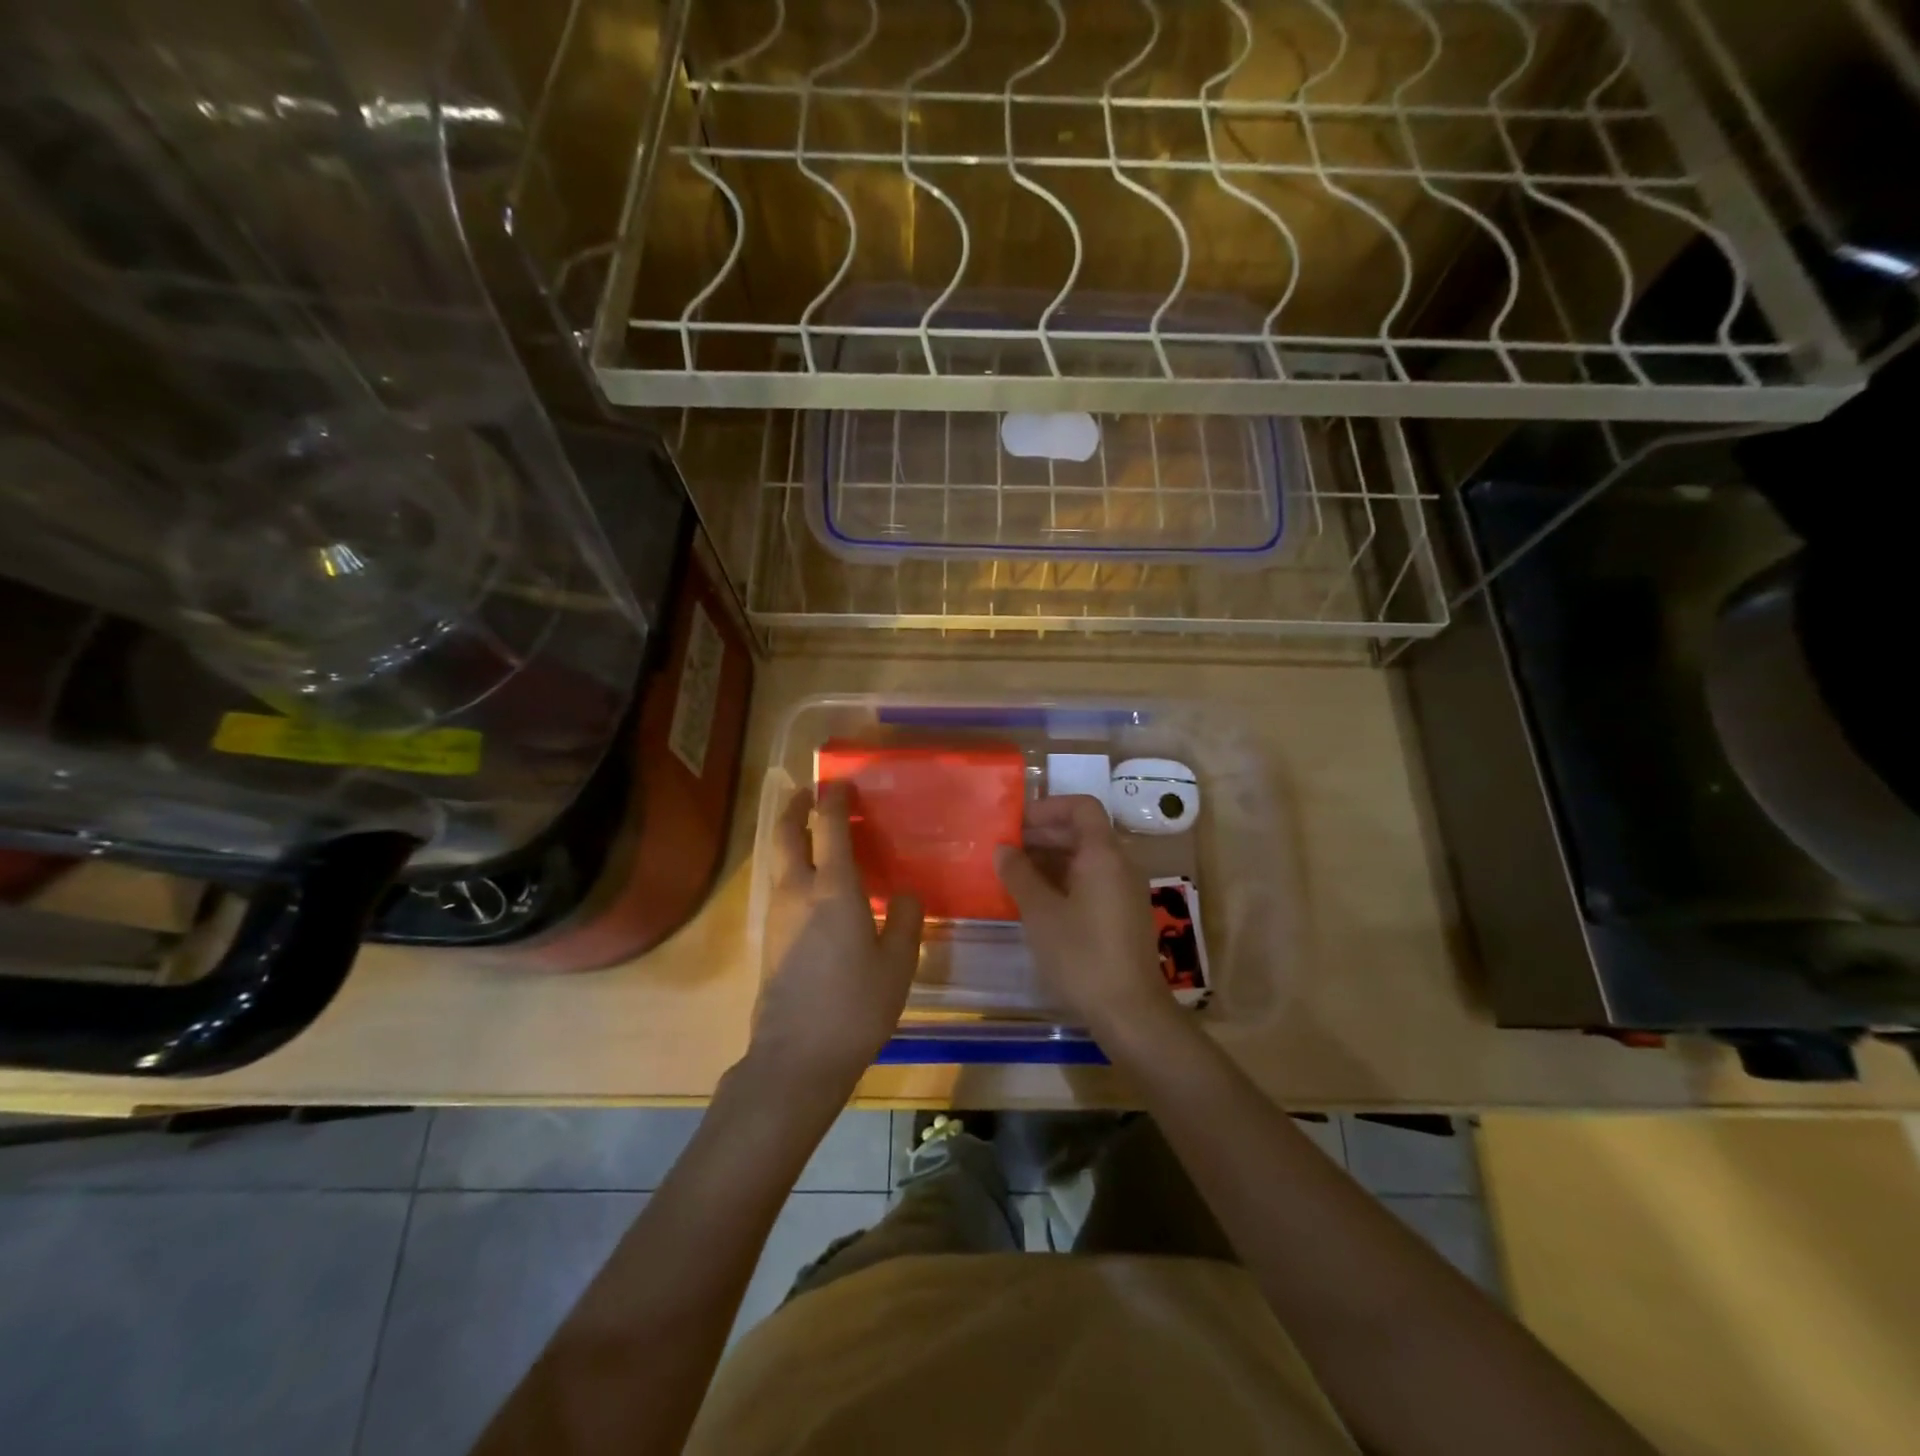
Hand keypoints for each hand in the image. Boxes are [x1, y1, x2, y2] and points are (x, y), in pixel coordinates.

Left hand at [752, 783, 923, 1090]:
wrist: (796, 1058)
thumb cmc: (855, 1006)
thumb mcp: (898, 964)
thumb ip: (906, 920)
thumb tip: (905, 894)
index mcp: (833, 889)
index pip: (828, 827)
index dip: (834, 799)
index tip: (841, 783)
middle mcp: (797, 892)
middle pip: (786, 835)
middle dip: (794, 808)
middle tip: (809, 794)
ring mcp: (778, 916)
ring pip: (779, 861)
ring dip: (792, 838)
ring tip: (816, 836)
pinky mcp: (771, 940)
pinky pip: (781, 887)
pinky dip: (794, 868)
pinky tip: (816, 887)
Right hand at [994, 795, 1176, 1041]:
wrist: (1130, 1012)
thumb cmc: (1081, 955)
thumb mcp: (1040, 912)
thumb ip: (1019, 874)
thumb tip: (1003, 849)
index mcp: (1103, 854)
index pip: (1081, 807)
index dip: (1048, 807)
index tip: (1016, 823)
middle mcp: (1119, 865)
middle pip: (1082, 832)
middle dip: (1043, 835)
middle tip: (1006, 849)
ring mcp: (1124, 891)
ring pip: (1085, 860)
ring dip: (1050, 860)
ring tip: (1013, 874)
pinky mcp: (1122, 915)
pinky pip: (1091, 882)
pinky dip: (1063, 881)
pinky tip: (1036, 901)